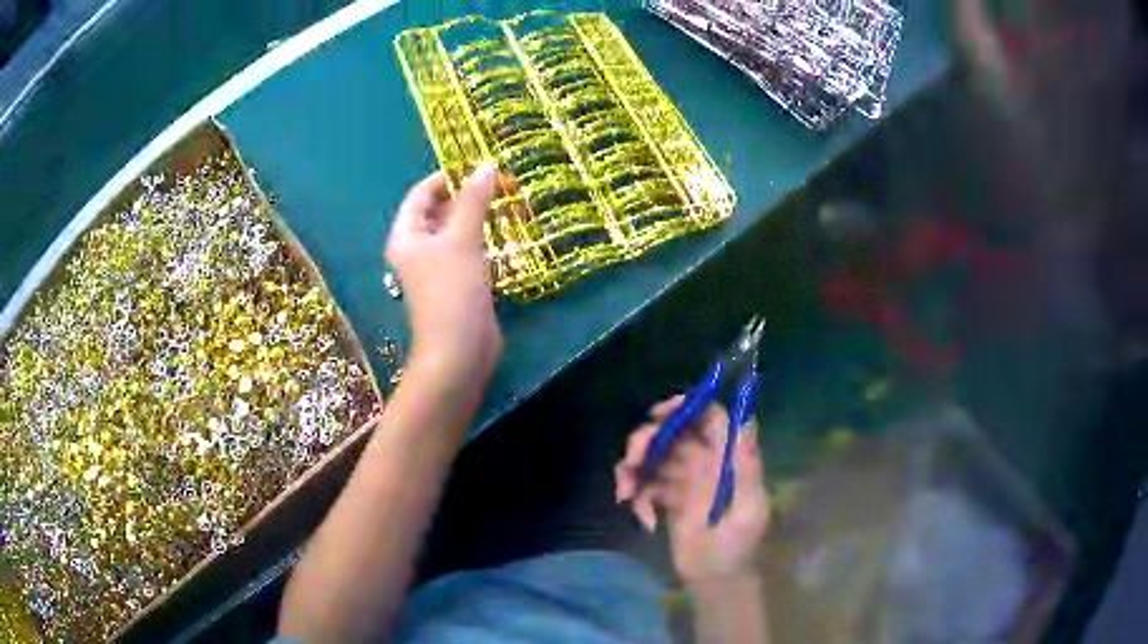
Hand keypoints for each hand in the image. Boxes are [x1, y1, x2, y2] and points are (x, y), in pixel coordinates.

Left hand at [386, 166, 503, 384]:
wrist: (460, 351)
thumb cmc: (452, 291)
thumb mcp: (462, 240)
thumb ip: (473, 201)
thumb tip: (486, 167)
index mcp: (406, 236)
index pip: (421, 194)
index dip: (447, 177)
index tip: (478, 166)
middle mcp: (418, 249)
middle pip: (440, 211)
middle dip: (469, 195)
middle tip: (503, 183)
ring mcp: (438, 267)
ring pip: (458, 230)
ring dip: (480, 215)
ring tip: (510, 202)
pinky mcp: (458, 283)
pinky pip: (470, 250)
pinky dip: (486, 237)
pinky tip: (507, 231)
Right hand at [615, 396, 769, 586]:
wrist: (715, 578)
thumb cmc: (738, 545)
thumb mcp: (749, 509)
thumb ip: (746, 469)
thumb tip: (742, 423)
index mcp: (728, 458)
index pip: (709, 417)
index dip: (686, 406)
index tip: (658, 414)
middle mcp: (705, 462)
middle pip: (672, 432)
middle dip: (646, 441)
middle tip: (631, 462)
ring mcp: (683, 479)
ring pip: (651, 456)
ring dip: (632, 470)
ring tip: (625, 494)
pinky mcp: (665, 497)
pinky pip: (643, 484)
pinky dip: (637, 497)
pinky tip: (644, 519)